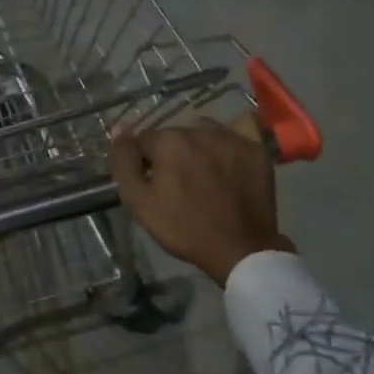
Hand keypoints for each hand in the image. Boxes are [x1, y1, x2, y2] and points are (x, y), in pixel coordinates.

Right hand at [110, 119, 293, 285]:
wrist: (239, 249)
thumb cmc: (183, 228)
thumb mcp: (139, 202)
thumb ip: (124, 162)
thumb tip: (118, 130)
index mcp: (168, 141)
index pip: (144, 140)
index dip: (143, 163)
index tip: (151, 185)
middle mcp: (199, 129)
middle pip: (174, 135)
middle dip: (170, 154)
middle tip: (177, 185)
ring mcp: (231, 136)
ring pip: (204, 130)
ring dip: (198, 146)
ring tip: (204, 173)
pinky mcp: (255, 148)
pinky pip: (241, 125)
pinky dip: (232, 133)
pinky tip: (228, 150)